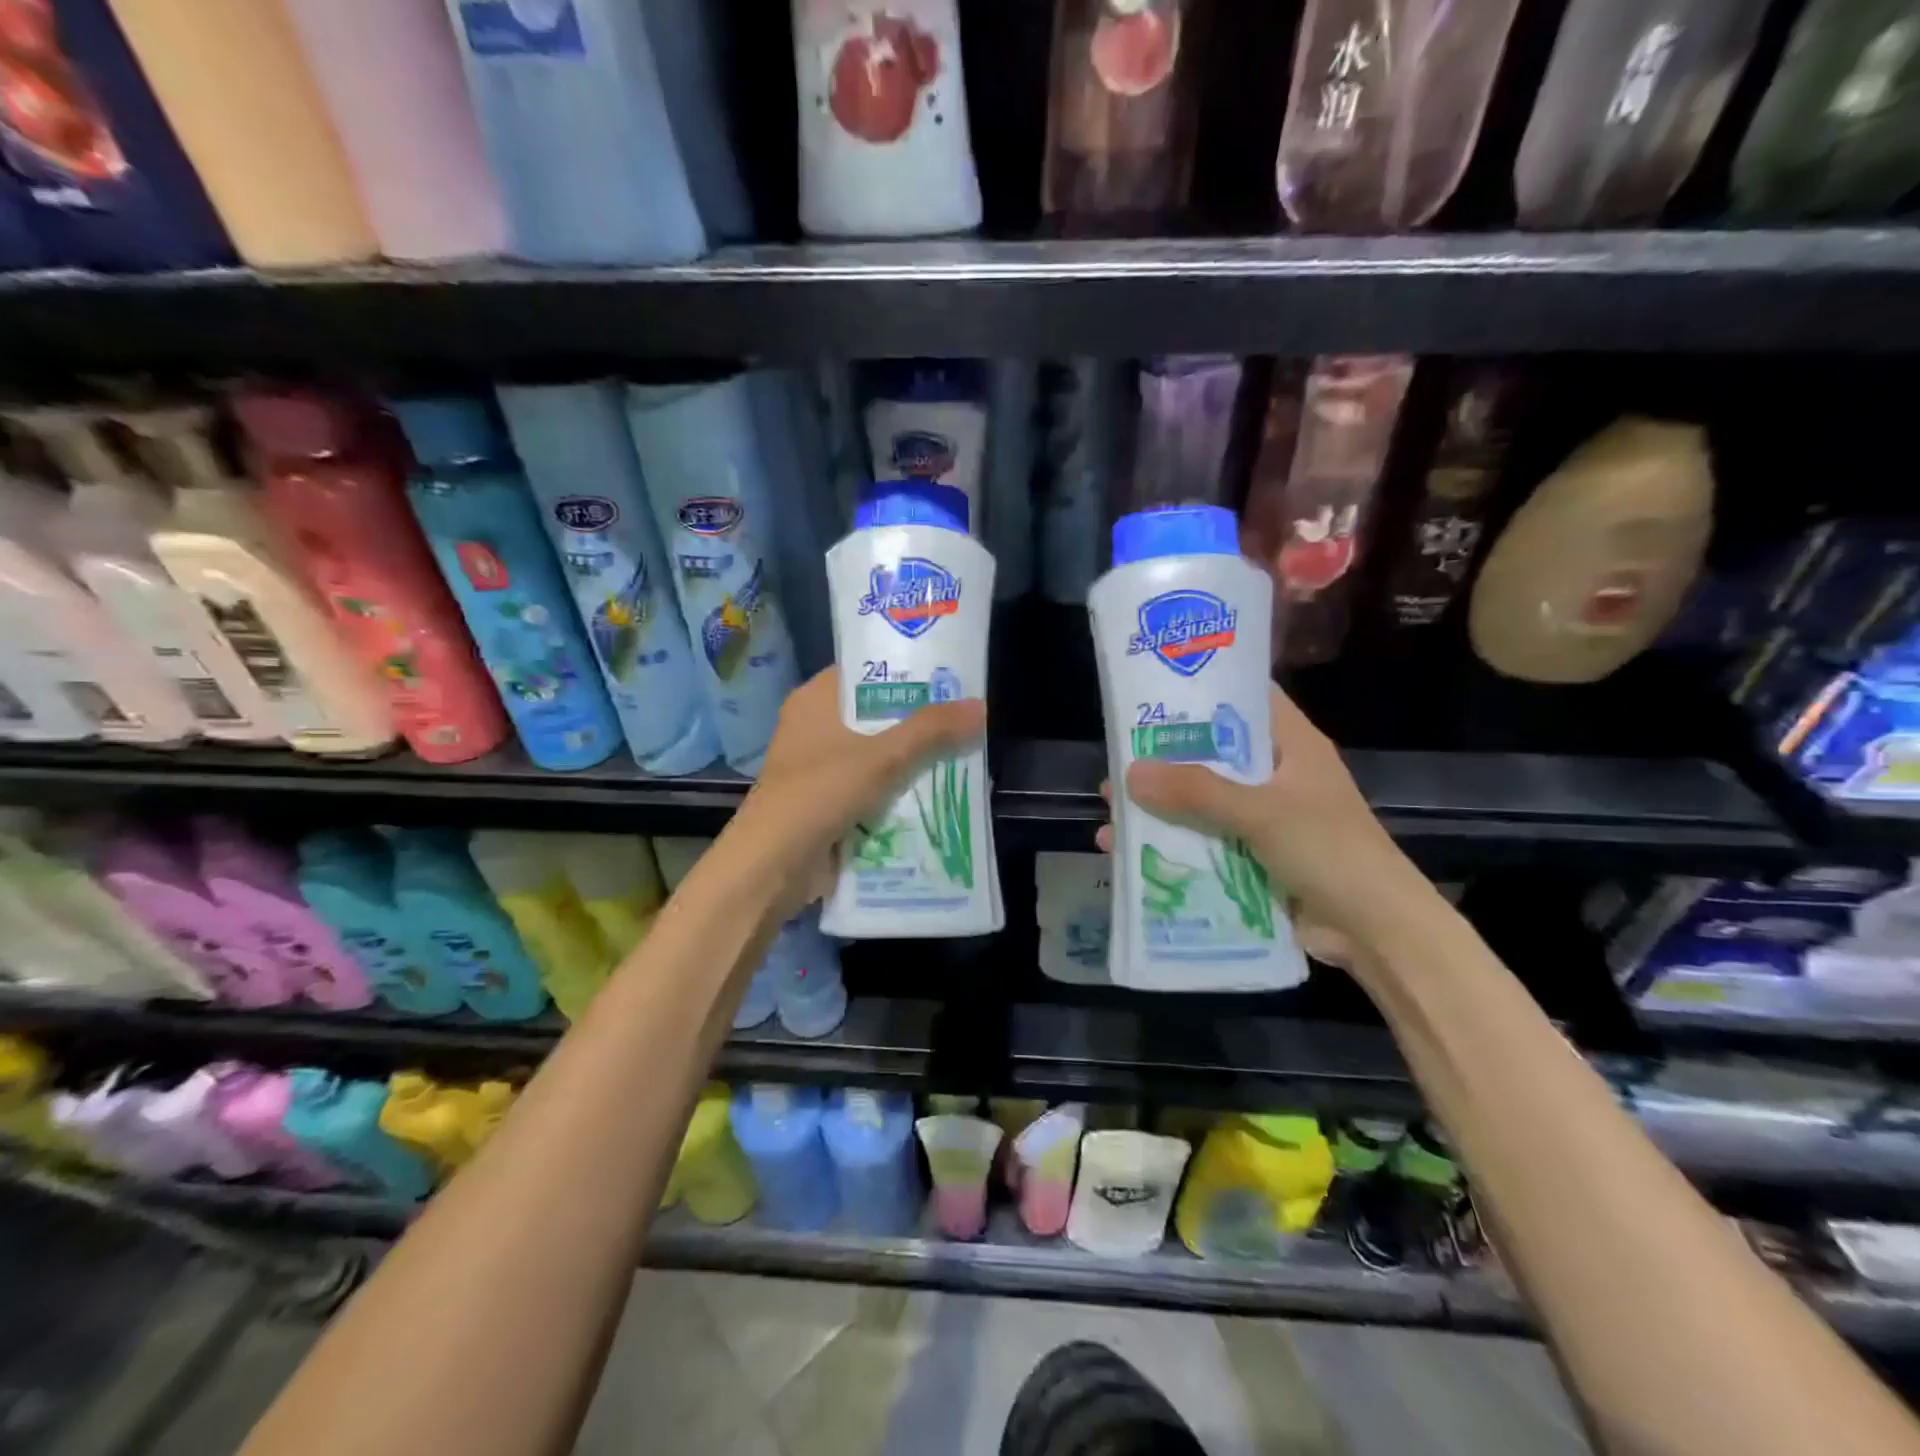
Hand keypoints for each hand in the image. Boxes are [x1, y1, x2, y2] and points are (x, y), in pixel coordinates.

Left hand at [728, 667, 985, 914]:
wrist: (772, 866)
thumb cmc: (820, 793)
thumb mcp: (882, 757)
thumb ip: (930, 730)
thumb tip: (981, 706)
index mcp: (815, 700)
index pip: (866, 671)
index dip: (905, 671)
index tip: (948, 676)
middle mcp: (814, 727)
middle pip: (876, 715)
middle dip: (918, 721)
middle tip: (966, 719)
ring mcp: (819, 768)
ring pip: (876, 754)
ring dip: (912, 760)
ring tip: (963, 754)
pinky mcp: (826, 802)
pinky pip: (871, 788)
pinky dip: (897, 792)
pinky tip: (937, 794)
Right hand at [1098, 685, 1428, 953]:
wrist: (1376, 931)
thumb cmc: (1329, 851)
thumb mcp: (1261, 813)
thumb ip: (1196, 791)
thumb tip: (1129, 773)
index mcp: (1292, 745)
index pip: (1246, 698)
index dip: (1203, 688)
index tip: (1152, 689)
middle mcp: (1276, 775)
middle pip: (1212, 753)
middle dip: (1164, 757)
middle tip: (1115, 755)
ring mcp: (1264, 817)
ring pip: (1201, 800)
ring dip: (1159, 806)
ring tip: (1110, 807)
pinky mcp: (1253, 856)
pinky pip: (1203, 840)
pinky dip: (1169, 844)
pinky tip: (1126, 852)